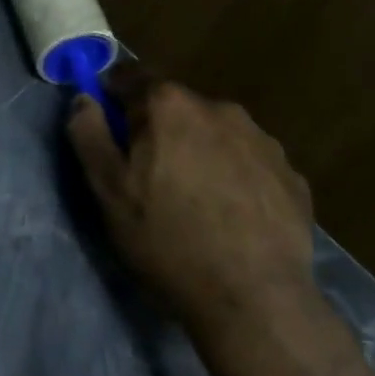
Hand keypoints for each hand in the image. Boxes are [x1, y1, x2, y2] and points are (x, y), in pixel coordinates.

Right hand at [67, 67, 324, 359]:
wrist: (254, 298)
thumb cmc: (165, 239)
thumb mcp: (107, 189)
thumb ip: (89, 134)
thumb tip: (84, 99)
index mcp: (170, 106)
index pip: (130, 77)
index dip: (111, 99)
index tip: (105, 130)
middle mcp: (220, 109)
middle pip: (173, 105)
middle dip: (154, 127)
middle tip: (143, 174)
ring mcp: (263, 141)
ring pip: (212, 132)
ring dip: (194, 150)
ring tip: (188, 198)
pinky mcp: (291, 175)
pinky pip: (245, 161)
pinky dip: (229, 174)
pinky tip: (225, 214)